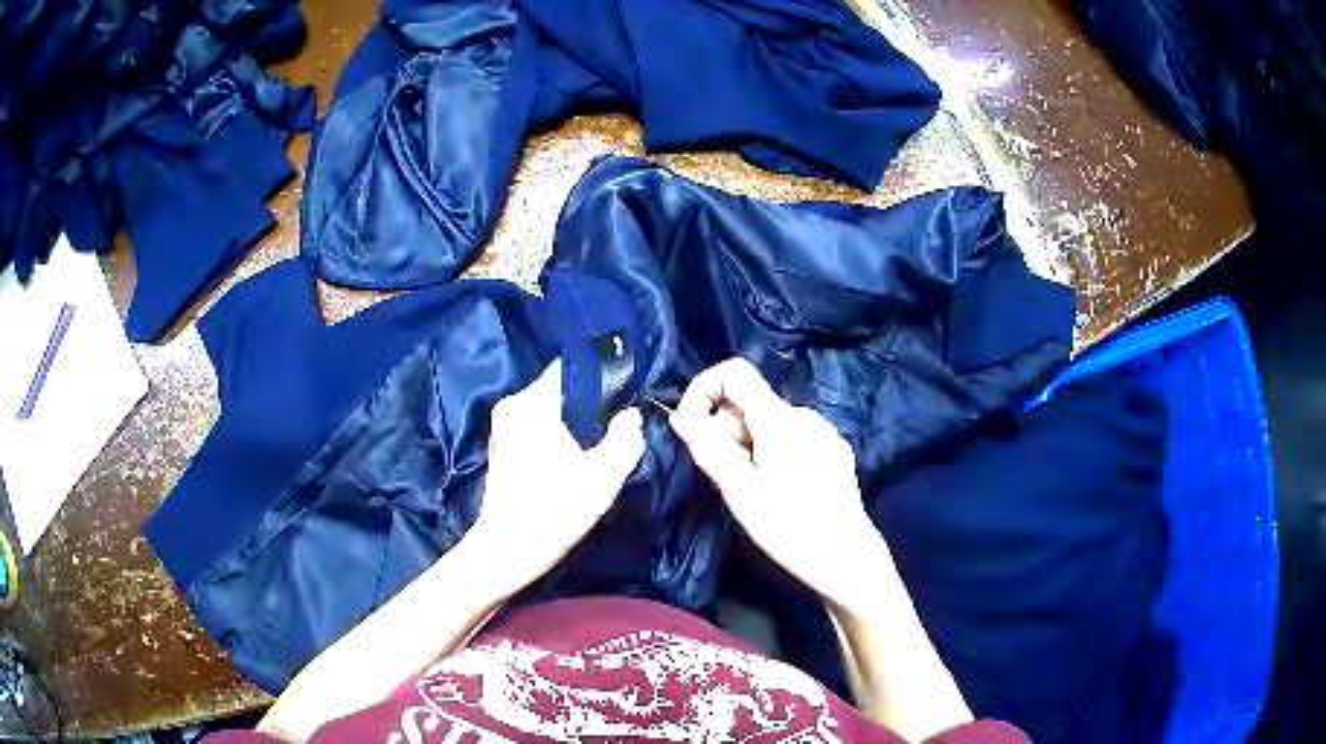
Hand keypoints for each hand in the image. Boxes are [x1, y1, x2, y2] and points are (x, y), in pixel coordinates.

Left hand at [469, 360, 645, 586]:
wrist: (508, 549)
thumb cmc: (555, 509)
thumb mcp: (603, 476)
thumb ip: (625, 438)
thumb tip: (631, 415)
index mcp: (533, 403)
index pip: (570, 368)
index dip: (600, 377)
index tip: (622, 395)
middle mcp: (512, 405)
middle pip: (559, 390)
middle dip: (587, 405)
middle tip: (613, 429)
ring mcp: (502, 427)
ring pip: (547, 411)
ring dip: (571, 424)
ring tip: (594, 448)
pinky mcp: (500, 447)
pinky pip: (534, 427)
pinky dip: (553, 437)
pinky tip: (569, 463)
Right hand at [670, 358, 890, 609]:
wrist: (846, 558)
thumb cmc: (790, 528)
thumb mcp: (740, 492)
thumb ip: (709, 448)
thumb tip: (680, 415)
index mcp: (780, 420)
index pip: (735, 371)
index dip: (704, 389)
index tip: (693, 428)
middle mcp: (804, 415)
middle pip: (751, 402)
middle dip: (727, 431)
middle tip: (729, 476)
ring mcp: (824, 432)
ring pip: (769, 423)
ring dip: (750, 446)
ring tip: (756, 489)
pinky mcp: (834, 450)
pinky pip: (792, 437)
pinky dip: (774, 453)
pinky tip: (784, 490)